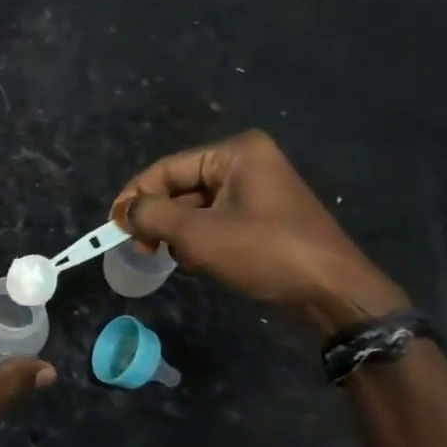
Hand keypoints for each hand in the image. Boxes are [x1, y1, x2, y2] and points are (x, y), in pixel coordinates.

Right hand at [112, 130, 408, 336]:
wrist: (334, 293)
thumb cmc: (264, 252)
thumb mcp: (198, 234)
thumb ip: (152, 216)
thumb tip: (124, 213)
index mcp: (235, 153)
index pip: (167, 168)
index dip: (135, 196)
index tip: (113, 226)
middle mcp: (248, 163)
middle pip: (181, 187)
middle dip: (159, 219)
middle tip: (141, 249)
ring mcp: (259, 191)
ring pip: (196, 208)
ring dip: (178, 234)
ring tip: (172, 260)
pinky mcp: (264, 219)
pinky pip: (216, 222)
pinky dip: (200, 241)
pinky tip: (199, 264)